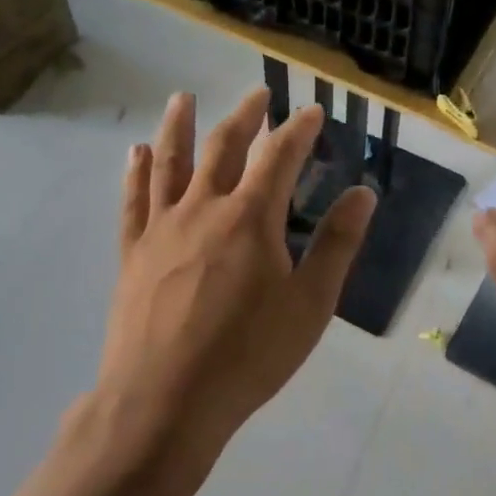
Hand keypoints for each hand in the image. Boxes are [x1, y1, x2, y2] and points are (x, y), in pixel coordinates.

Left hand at [90, 89, 375, 467]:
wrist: (165, 400)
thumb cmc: (248, 355)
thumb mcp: (310, 304)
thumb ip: (337, 245)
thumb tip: (362, 194)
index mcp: (251, 217)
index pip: (280, 155)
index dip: (299, 129)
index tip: (312, 110)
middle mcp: (204, 208)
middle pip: (224, 147)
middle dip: (245, 116)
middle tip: (258, 94)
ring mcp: (162, 228)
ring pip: (171, 163)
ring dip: (179, 126)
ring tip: (182, 98)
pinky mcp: (133, 253)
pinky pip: (133, 201)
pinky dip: (136, 172)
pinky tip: (137, 153)